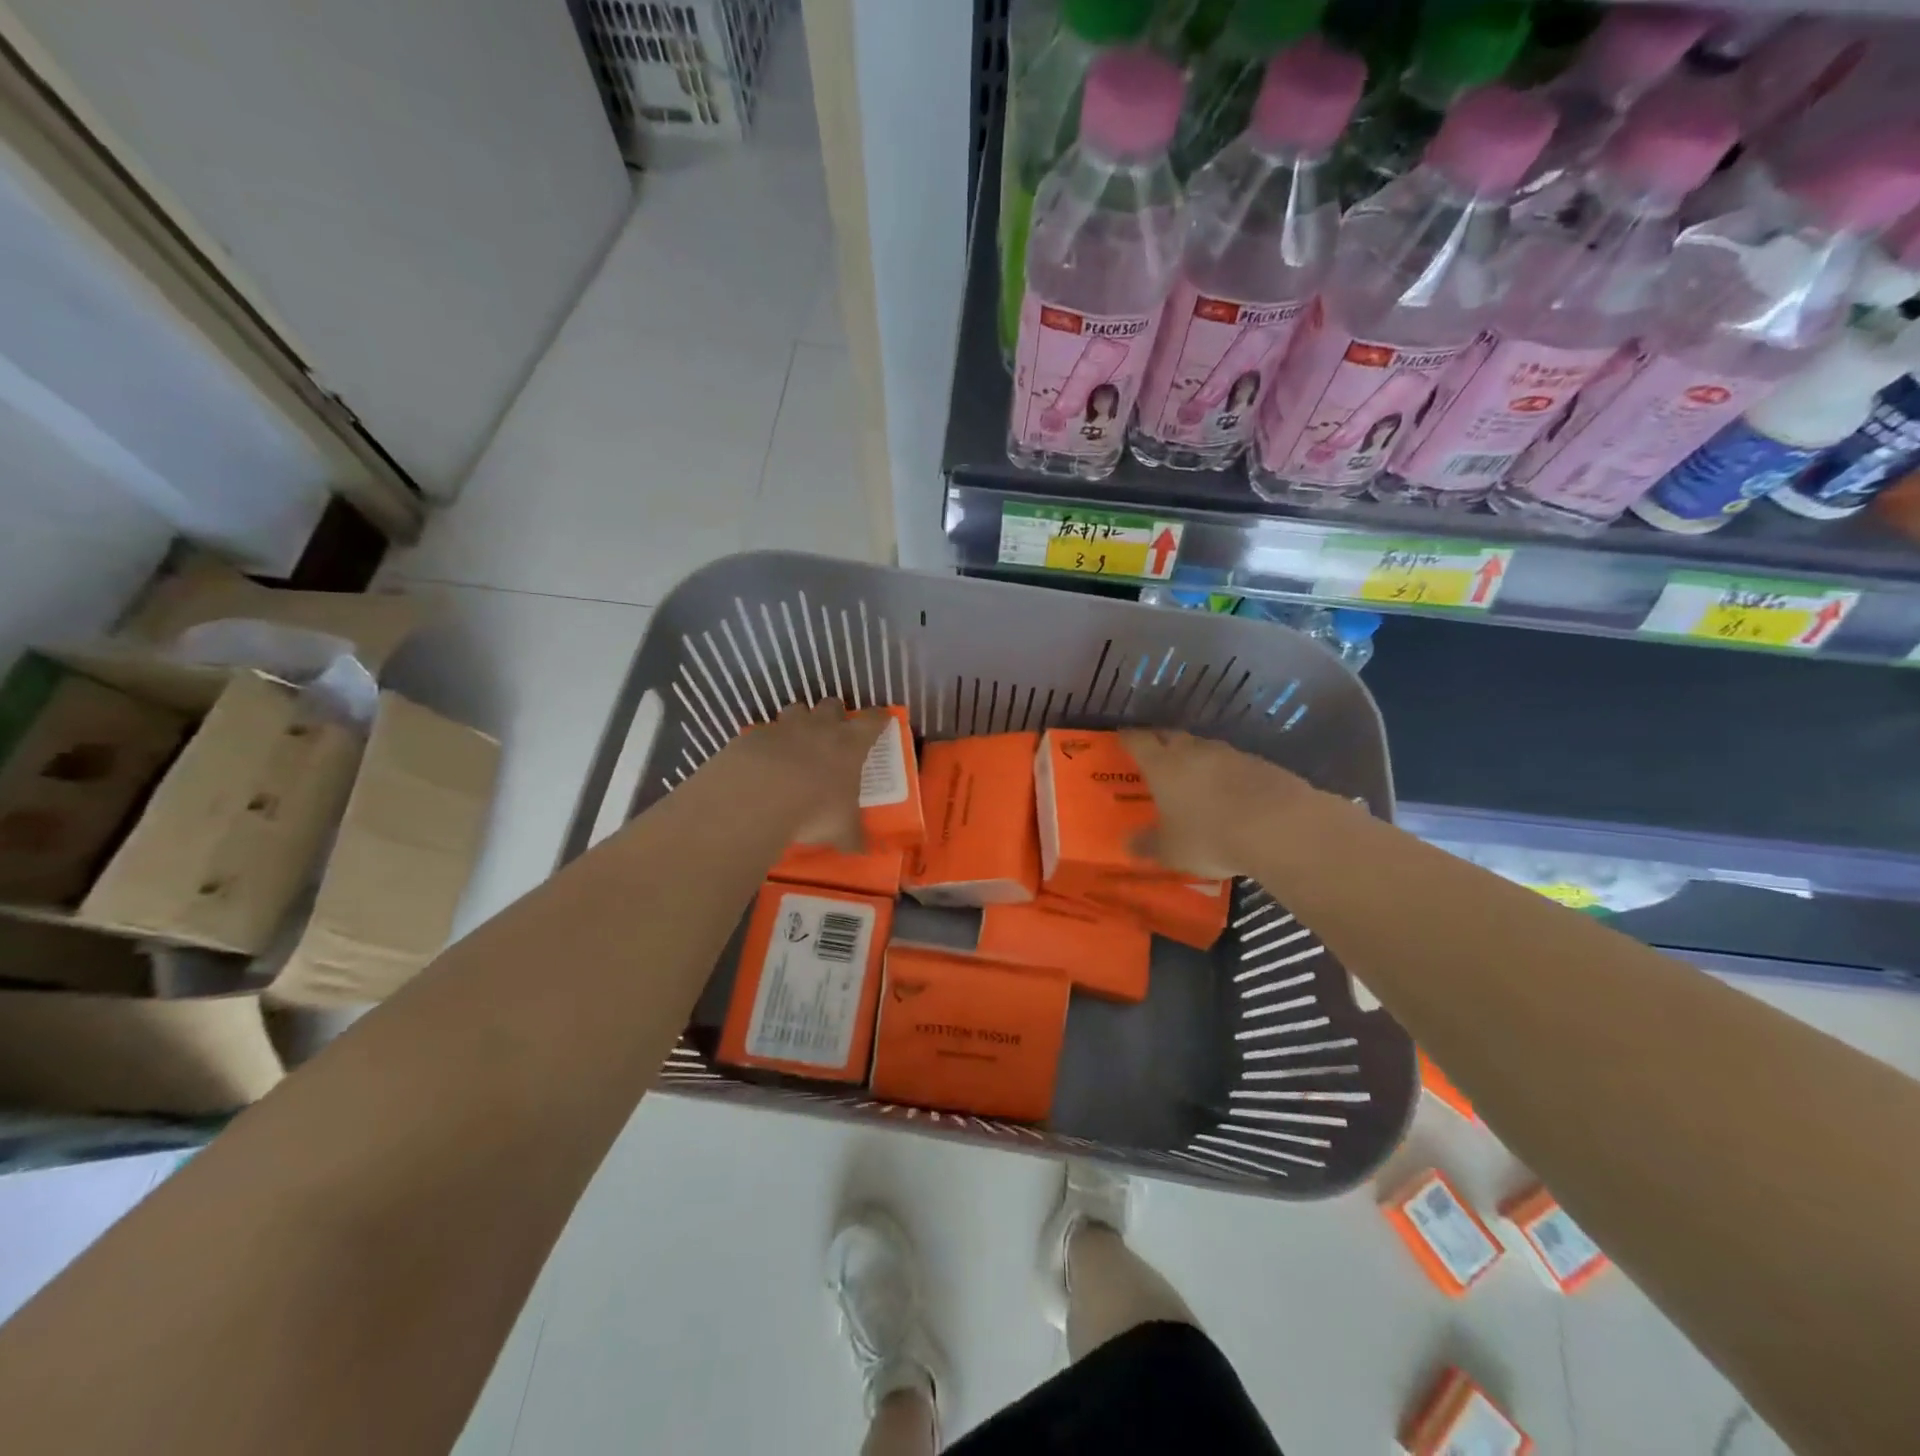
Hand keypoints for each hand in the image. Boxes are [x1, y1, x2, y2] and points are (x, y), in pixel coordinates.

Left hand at [718, 699, 888, 850]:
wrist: (756, 799)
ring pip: (796, 710)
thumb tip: (862, 852)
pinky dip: (767, 743)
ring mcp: (785, 727)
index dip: (878, 719)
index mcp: (849, 744)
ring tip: (796, 743)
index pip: (873, 721)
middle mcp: (819, 727)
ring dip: (799, 722)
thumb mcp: (840, 829)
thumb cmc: (814, 810)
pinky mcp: (754, 735)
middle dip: (834, 714)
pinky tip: (763, 762)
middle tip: (832, 733)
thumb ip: (852, 836)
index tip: (881, 721)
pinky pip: (764, 732)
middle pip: (832, 705)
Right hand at [1118, 728, 1318, 878]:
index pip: (1138, 741)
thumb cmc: (1210, 836)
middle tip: (1154, 754)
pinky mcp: (1261, 764)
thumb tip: (1129, 844)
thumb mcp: (1171, 850)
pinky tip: (1230, 792)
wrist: (1280, 827)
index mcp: (1163, 765)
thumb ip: (1148, 845)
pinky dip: (1226, 773)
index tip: (1122, 738)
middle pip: (1172, 736)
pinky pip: (1234, 763)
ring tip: (1193, 775)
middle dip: (1161, 742)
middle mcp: (1194, 751)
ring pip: (1205, 748)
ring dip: (1196, 757)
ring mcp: (1230, 754)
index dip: (1128, 738)